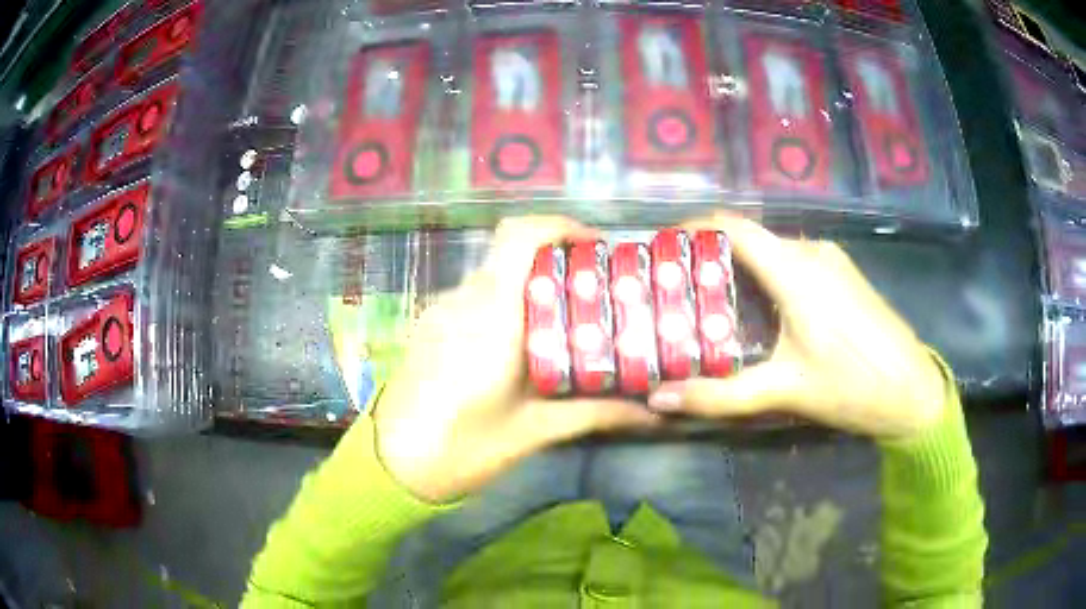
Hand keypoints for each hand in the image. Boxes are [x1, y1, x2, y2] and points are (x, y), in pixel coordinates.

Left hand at [373, 216, 660, 502]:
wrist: (394, 465)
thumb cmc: (464, 448)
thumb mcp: (535, 430)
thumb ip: (596, 413)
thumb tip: (655, 414)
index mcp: (492, 315)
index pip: (520, 235)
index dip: (560, 227)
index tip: (595, 247)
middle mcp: (463, 299)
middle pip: (512, 253)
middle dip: (556, 261)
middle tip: (594, 291)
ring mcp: (441, 310)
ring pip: (493, 275)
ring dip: (529, 285)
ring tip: (563, 321)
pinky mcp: (430, 325)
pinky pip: (474, 297)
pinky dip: (504, 303)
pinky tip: (520, 343)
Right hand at [647, 216, 946, 440]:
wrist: (913, 392)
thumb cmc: (853, 387)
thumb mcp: (784, 392)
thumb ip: (720, 395)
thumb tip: (658, 399)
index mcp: (796, 270)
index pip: (734, 227)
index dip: (694, 228)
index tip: (663, 249)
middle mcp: (812, 252)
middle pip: (750, 239)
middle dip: (711, 259)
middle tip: (678, 291)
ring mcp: (831, 260)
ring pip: (772, 251)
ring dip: (740, 270)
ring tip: (711, 304)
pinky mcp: (843, 274)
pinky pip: (794, 262)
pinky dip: (767, 277)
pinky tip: (759, 312)